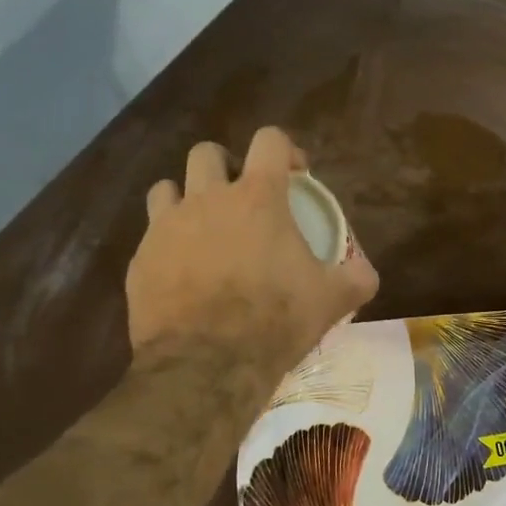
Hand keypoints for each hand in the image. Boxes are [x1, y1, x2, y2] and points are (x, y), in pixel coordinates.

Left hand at [126, 128, 377, 374]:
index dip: (284, 149)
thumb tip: (365, 273)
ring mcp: (165, 227)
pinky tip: (183, 273)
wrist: (206, 365)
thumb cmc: (275, 320)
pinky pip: (151, 236)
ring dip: (187, 198)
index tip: (295, 175)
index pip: (268, 140)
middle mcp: (207, 199)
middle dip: (226, 166)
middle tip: (242, 199)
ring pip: (167, 187)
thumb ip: (356, 279)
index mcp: (257, 198)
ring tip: (204, 228)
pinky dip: (168, 244)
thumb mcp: (331, 300)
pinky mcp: (140, 259)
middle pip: (207, 153)